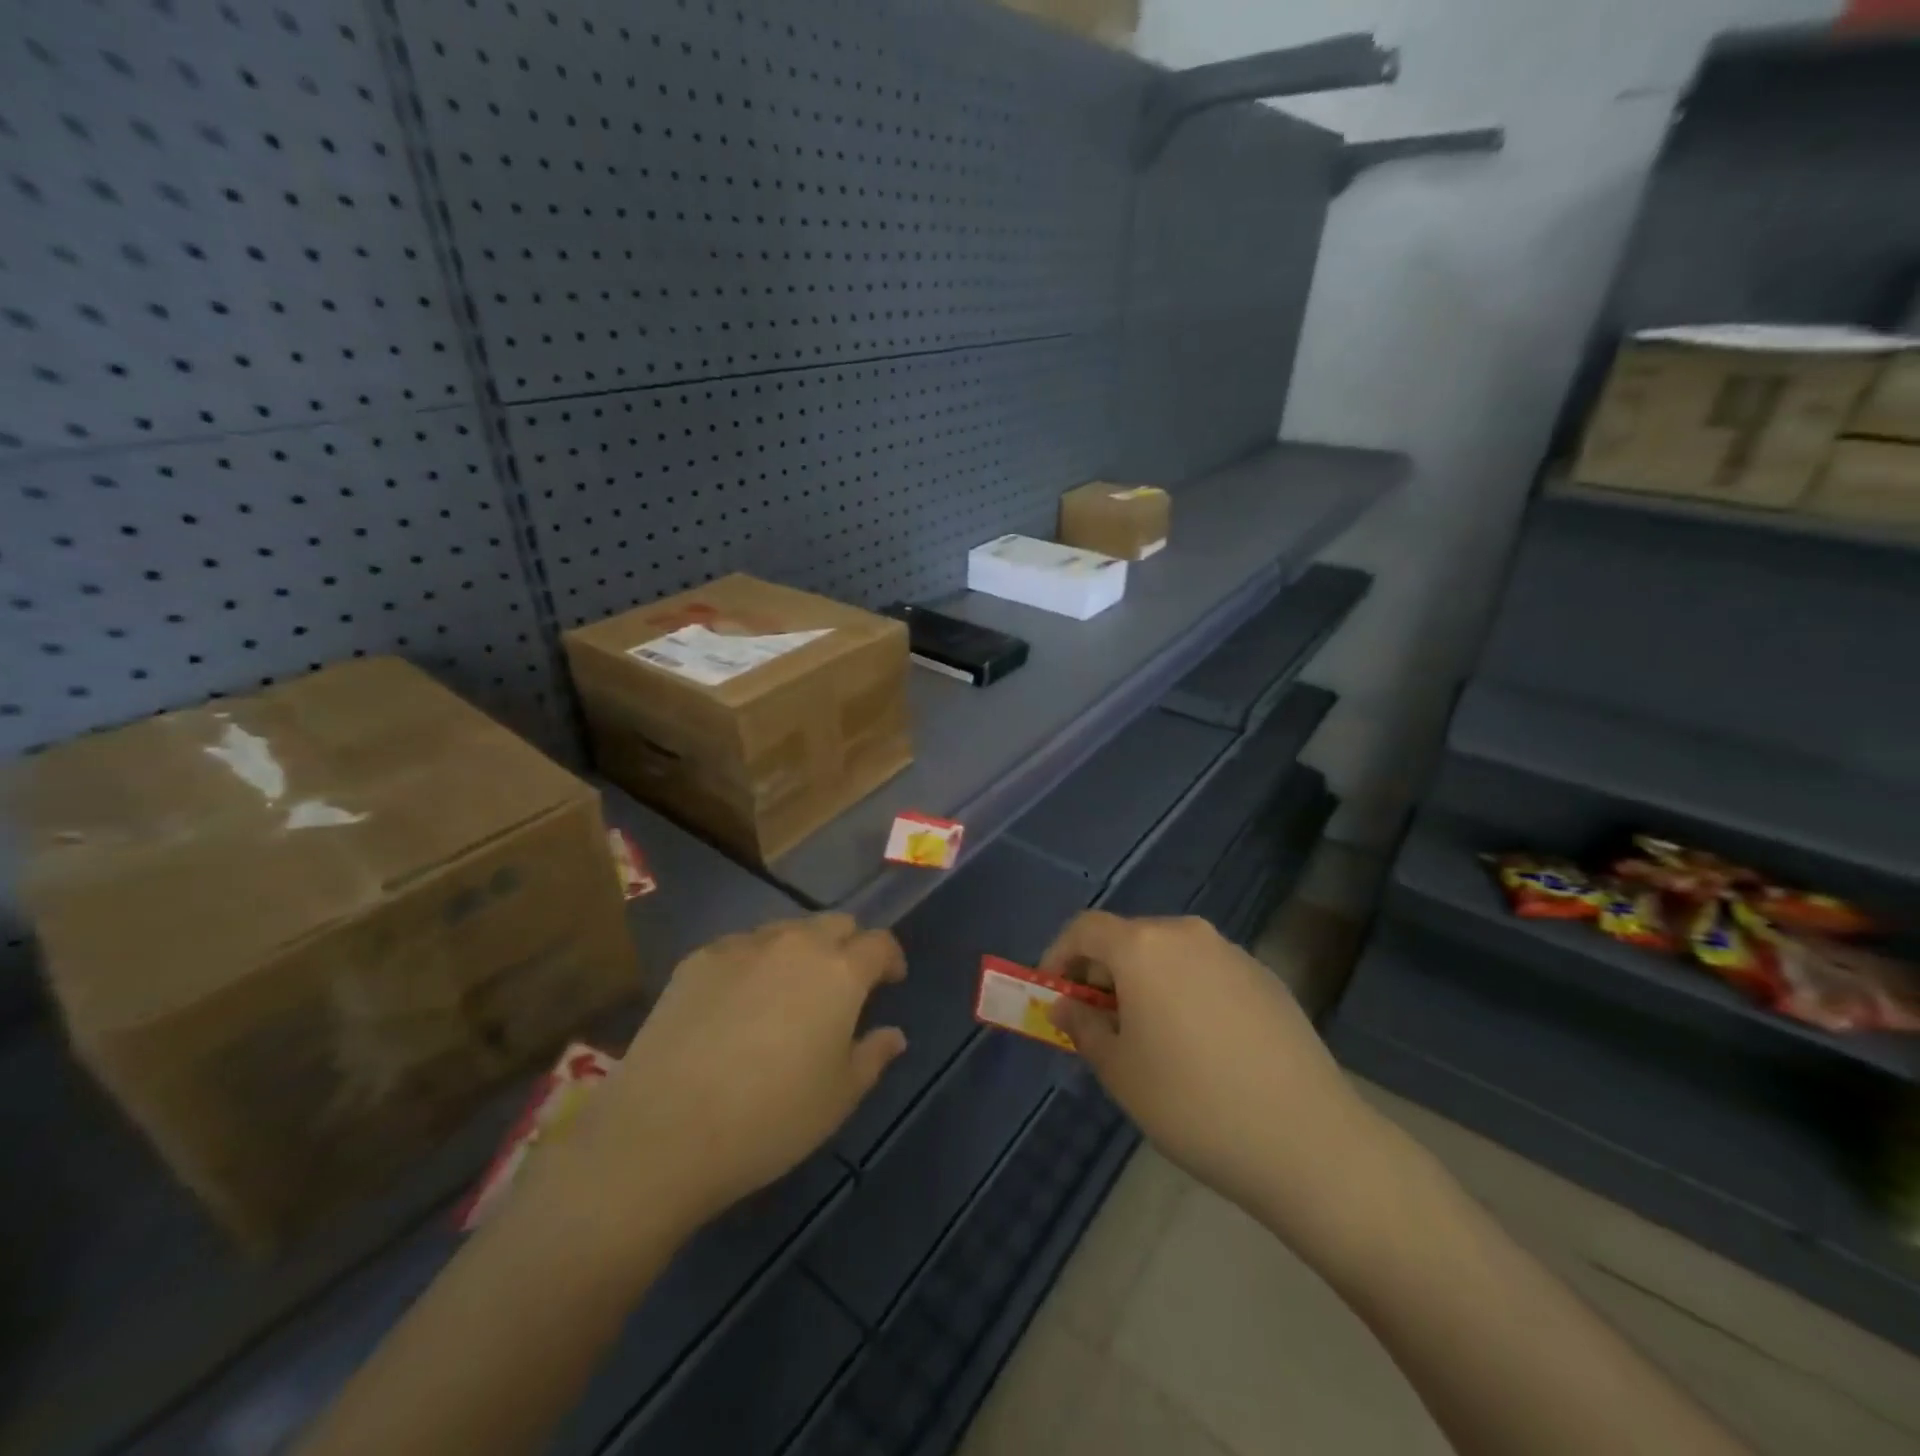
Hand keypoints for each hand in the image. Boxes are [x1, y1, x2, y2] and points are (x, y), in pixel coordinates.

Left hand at [542, 914, 905, 1253]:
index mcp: (840, 971)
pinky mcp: (699, 959)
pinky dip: (754, 964)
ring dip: (800, 951)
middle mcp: (796, 944)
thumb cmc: (771, 1118)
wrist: (666, 1130)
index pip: (879, 942)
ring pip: (786, 930)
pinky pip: (741, 947)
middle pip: (835, 923)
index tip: (890, 981)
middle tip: (842, 986)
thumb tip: (894, 1034)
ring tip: (788, 992)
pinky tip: (737, 1004)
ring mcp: (743, 946)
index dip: (890, 959)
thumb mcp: (839, 1098)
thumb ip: (873, 1056)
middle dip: (848, 946)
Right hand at [1043, 912, 1378, 1230]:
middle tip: (1098, 1023)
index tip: (1054, 994)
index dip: (1060, 956)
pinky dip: (1185, 991)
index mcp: (1144, 947)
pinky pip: (1206, 971)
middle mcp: (1187, 934)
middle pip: (1128, 938)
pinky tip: (1199, 1044)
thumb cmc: (1192, 1103)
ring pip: (1169, 954)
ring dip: (1145, 982)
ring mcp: (1232, 953)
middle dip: (1103, 973)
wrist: (1306, 1140)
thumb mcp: (1120, 1072)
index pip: (1085, 929)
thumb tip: (1068, 1006)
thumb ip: (1084, 1028)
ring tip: (1149, 1037)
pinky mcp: (1266, 978)